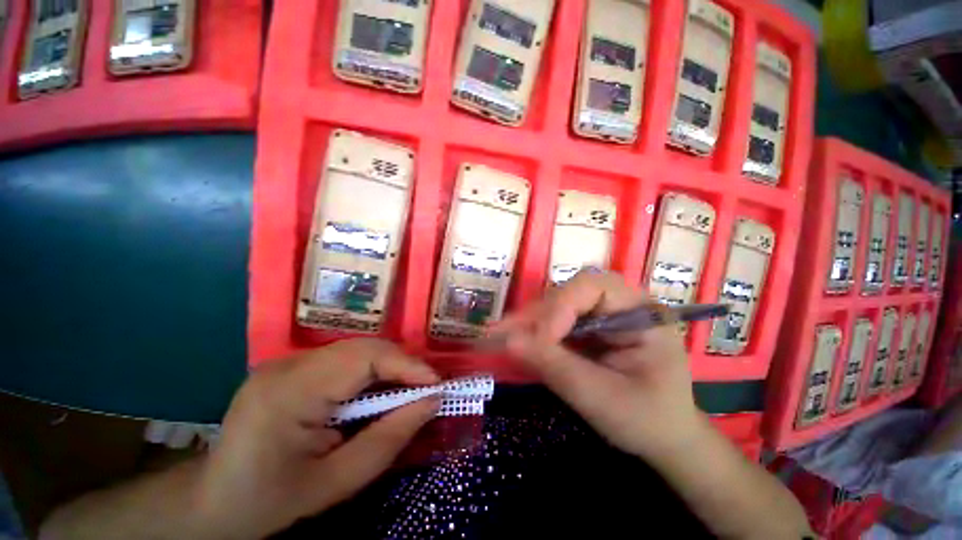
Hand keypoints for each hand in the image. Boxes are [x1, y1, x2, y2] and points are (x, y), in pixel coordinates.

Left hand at [193, 339, 440, 538]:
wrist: (213, 503)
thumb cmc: (270, 502)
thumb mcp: (336, 483)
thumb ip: (389, 439)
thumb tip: (432, 401)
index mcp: (290, 392)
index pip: (363, 358)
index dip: (406, 364)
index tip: (436, 383)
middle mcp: (288, 365)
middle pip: (363, 347)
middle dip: (401, 364)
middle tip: (426, 387)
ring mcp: (286, 361)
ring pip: (357, 349)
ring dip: (388, 366)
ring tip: (407, 389)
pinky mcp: (291, 366)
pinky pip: (344, 358)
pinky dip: (370, 371)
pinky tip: (376, 391)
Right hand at [493, 272, 707, 461]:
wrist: (663, 438)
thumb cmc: (647, 421)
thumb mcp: (603, 400)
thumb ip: (556, 367)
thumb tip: (509, 341)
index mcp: (642, 313)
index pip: (595, 287)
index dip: (561, 306)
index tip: (538, 340)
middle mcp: (621, 304)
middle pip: (571, 292)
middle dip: (539, 314)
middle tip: (503, 334)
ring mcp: (604, 314)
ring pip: (558, 303)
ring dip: (531, 321)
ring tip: (503, 337)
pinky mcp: (589, 326)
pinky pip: (556, 319)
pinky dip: (535, 331)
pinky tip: (519, 340)